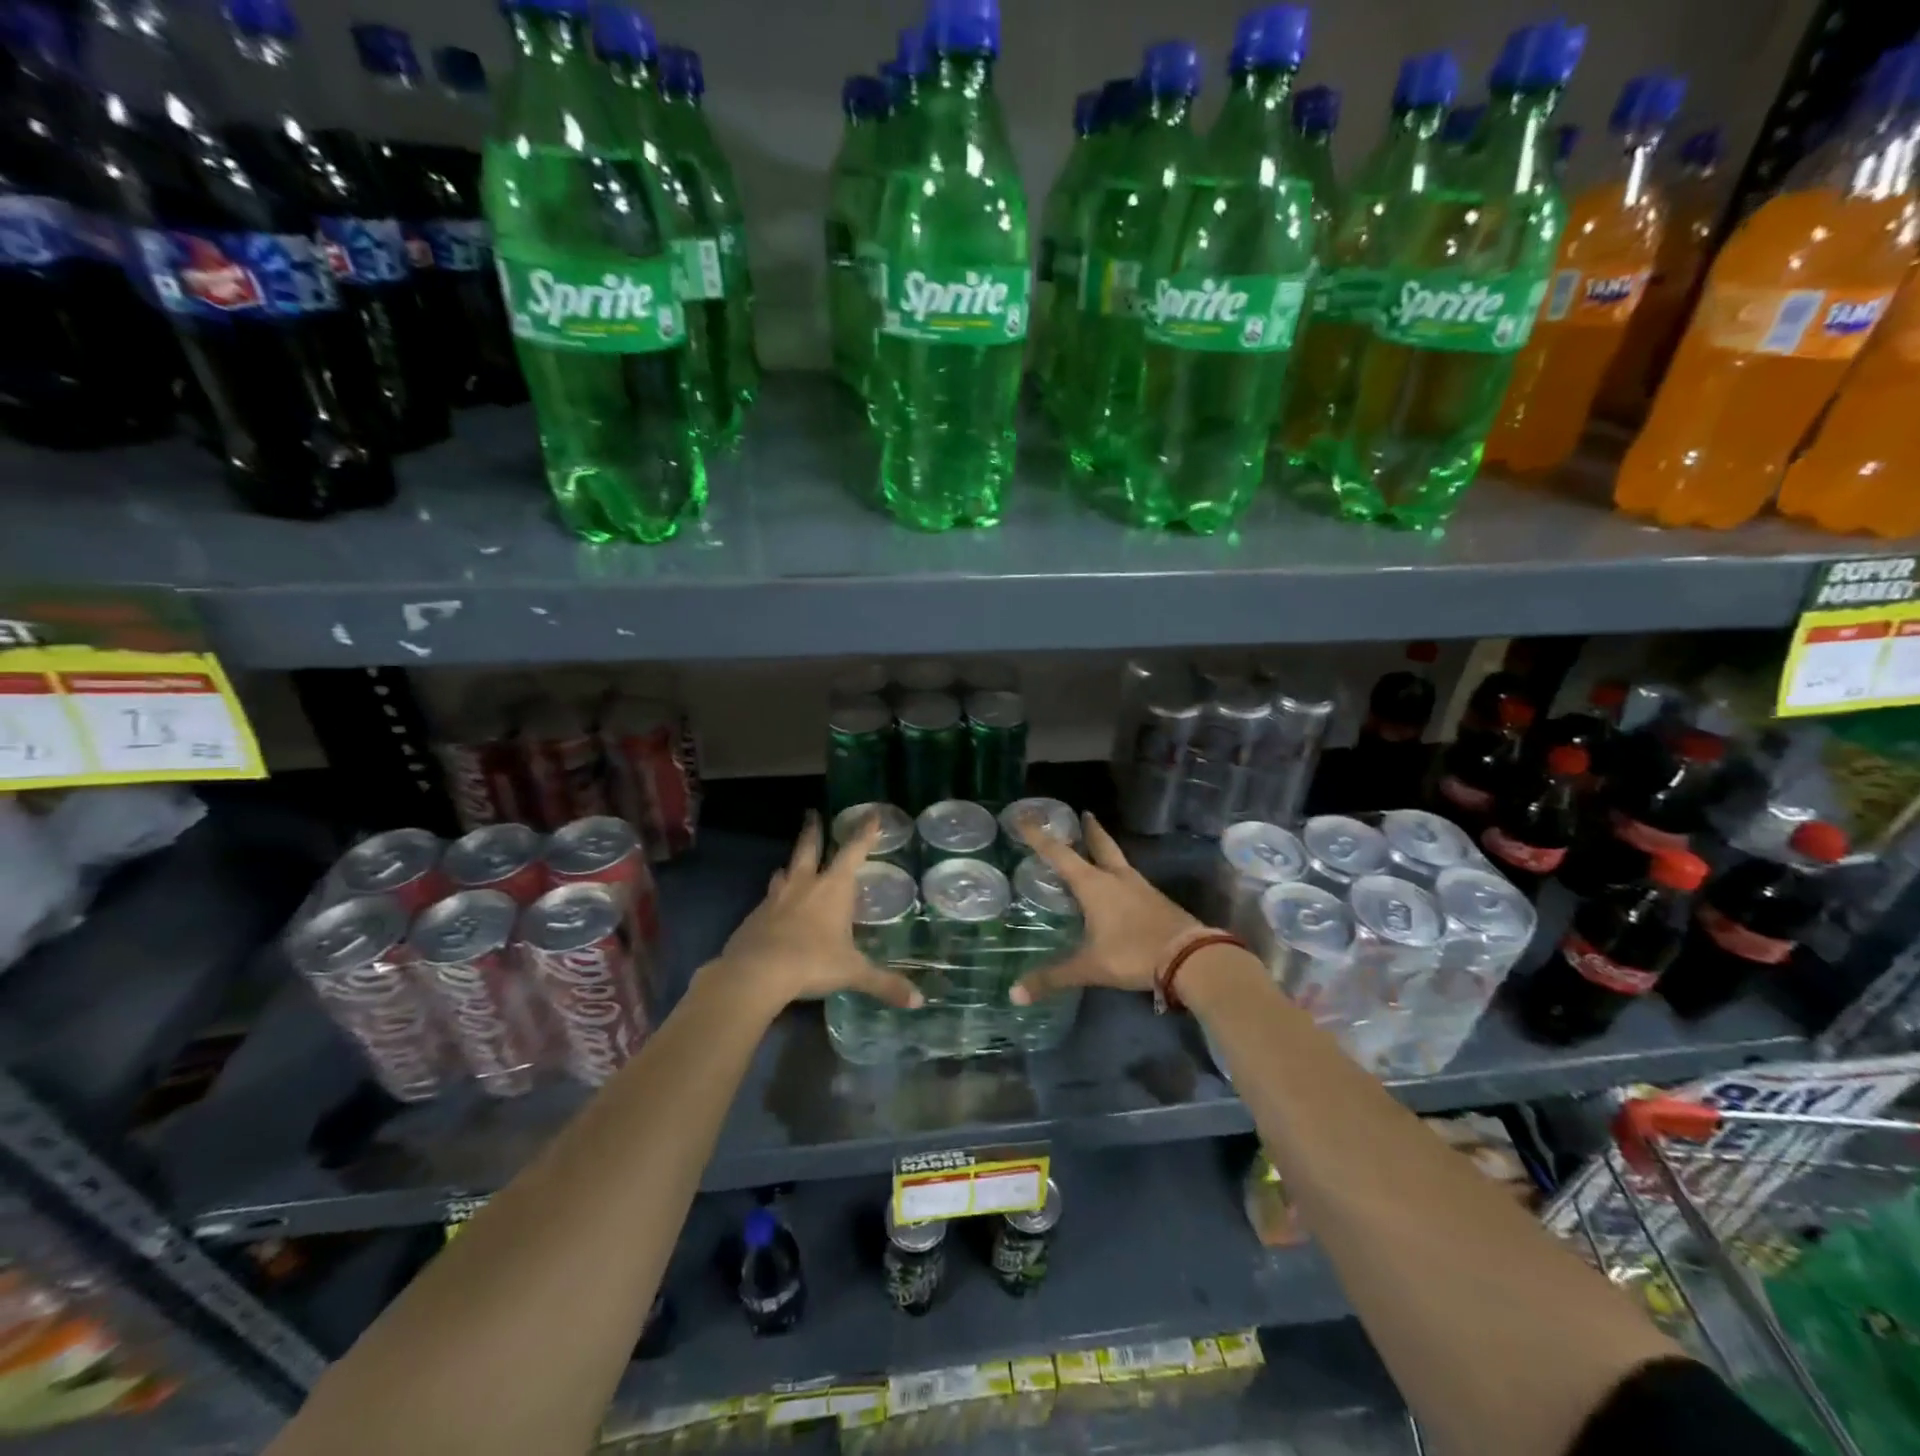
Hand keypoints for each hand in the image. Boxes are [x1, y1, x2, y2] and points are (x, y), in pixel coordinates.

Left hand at [710, 811, 923, 1012]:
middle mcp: (805, 884)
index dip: (865, 832)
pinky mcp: (754, 916)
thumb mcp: (853, 973)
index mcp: (833, 888)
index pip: (853, 851)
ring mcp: (776, 898)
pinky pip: (768, 899)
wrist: (755, 972)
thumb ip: (884, 983)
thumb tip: (918, 1001)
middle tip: (811, 813)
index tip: (871, 814)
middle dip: (813, 830)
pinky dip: (775, 898)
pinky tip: (775, 908)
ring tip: (790, 866)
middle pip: (809, 848)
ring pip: (784, 872)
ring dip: (790, 866)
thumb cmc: (812, 962)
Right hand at [1008, 812, 1199, 1004]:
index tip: (1025, 818)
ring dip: (1107, 851)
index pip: (1059, 854)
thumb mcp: (1089, 967)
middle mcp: (1117, 878)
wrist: (1190, 958)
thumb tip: (1015, 995)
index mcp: (1094, 885)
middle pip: (1101, 845)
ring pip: (1119, 861)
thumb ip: (1052, 978)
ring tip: (1098, 850)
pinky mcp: (1157, 901)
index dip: (1039, 837)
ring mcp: (1141, 887)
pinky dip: (1120, 875)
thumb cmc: (1133, 953)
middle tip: (1084, 813)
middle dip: (1090, 830)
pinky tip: (1119, 887)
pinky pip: (1132, 880)